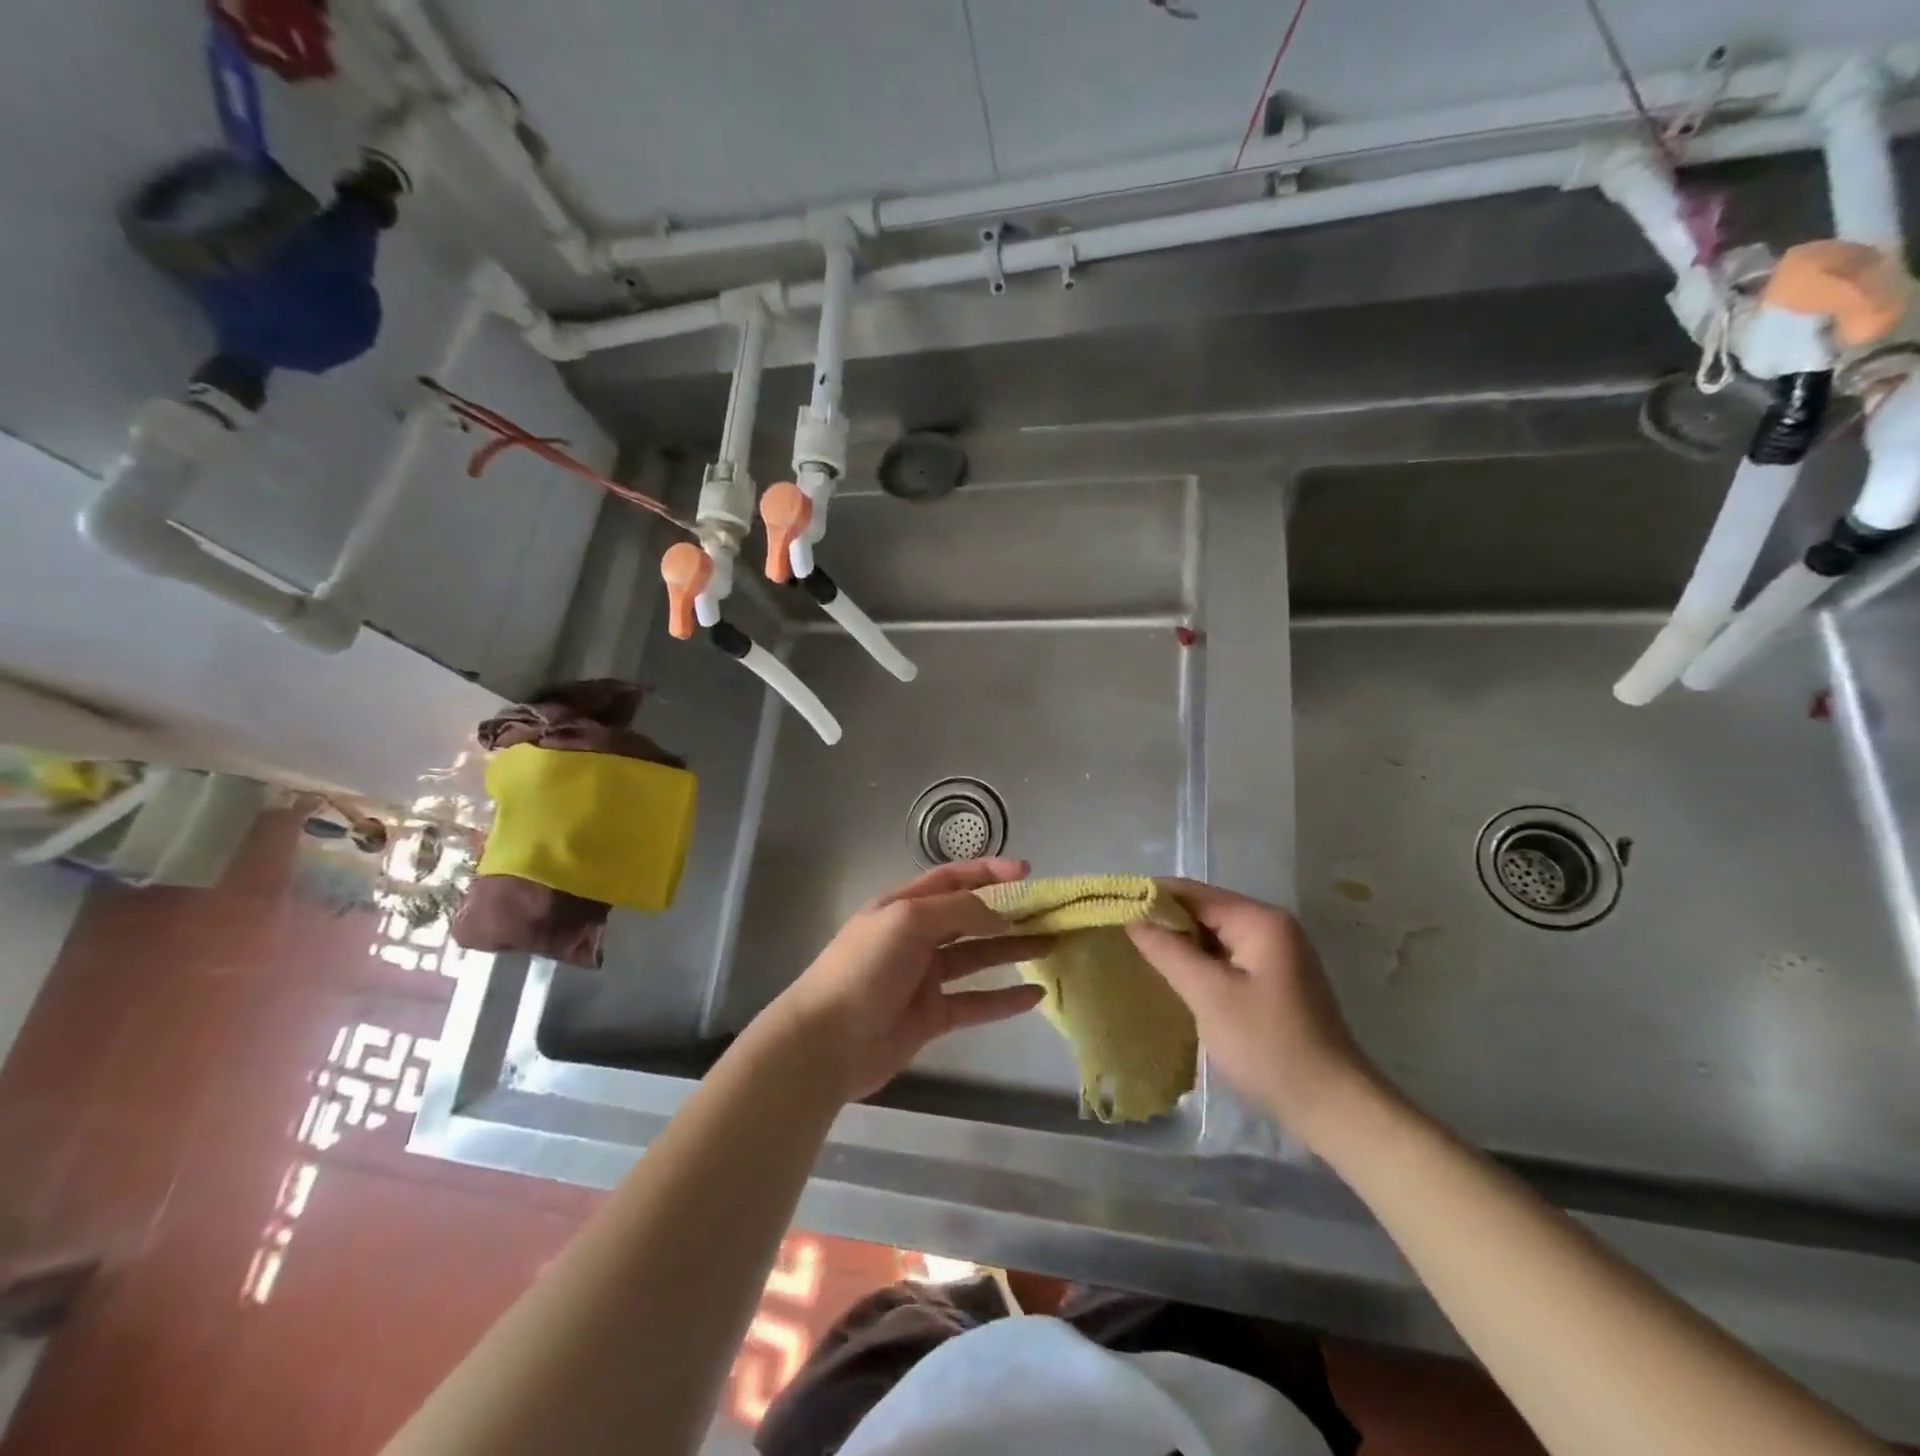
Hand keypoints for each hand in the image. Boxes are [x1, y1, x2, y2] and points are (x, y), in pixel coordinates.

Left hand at [768, 859, 1049, 1102]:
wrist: (826, 1042)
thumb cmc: (864, 968)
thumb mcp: (907, 921)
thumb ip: (957, 911)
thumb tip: (999, 914)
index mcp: (903, 906)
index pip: (952, 879)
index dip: (988, 872)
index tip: (1027, 873)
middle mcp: (916, 937)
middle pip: (970, 918)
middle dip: (1008, 912)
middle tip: (1049, 912)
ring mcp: (924, 978)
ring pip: (977, 958)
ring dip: (1012, 950)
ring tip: (1052, 945)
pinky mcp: (931, 1016)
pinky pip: (975, 1002)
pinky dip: (1004, 999)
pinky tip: (1035, 996)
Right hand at [1125, 879, 1387, 1149]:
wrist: (1333, 1108)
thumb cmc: (1268, 1046)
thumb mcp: (1210, 995)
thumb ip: (1168, 950)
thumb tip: (1132, 917)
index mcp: (1260, 921)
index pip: (1193, 893)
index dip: (1150, 896)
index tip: (1110, 907)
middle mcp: (1271, 928)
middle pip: (1204, 910)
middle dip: (1163, 920)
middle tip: (1117, 933)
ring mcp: (1276, 956)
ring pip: (1214, 936)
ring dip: (1179, 943)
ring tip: (1135, 953)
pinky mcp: (1275, 982)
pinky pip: (1226, 959)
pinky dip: (1198, 963)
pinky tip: (1172, 977)